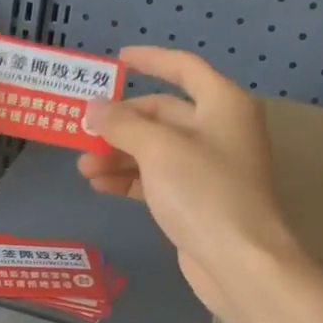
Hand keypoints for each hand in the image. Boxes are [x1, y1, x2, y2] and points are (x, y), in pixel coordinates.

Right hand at [80, 47, 308, 319]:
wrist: (241, 262)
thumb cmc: (204, 192)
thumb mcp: (158, 149)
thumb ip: (121, 125)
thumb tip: (93, 108)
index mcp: (222, 104)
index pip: (183, 68)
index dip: (150, 60)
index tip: (117, 61)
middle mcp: (219, 130)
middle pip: (163, 114)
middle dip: (121, 122)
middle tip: (82, 130)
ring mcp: (209, 168)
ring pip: (156, 149)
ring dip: (119, 154)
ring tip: (82, 167)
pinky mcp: (197, 200)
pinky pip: (158, 178)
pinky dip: (130, 179)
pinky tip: (100, 186)